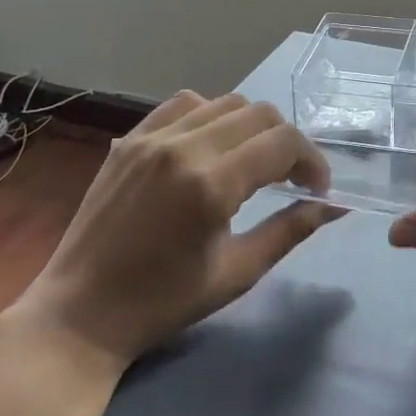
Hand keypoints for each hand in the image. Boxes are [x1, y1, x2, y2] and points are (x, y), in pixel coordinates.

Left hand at [12, 92, 340, 368]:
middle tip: (291, 178)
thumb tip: (334, 207)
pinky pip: (181, 105)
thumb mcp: (237, 272)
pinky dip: (209, 116)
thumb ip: (289, 230)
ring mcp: (151, 138)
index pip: (283, 143)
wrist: (81, 312)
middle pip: (259, 114)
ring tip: (251, 160)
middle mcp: (182, 147)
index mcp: (211, 184)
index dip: (312, 162)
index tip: (317, 190)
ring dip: (251, 126)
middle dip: (287, 142)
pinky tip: (209, 147)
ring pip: (223, 102)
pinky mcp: (129, 140)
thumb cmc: (163, 302)